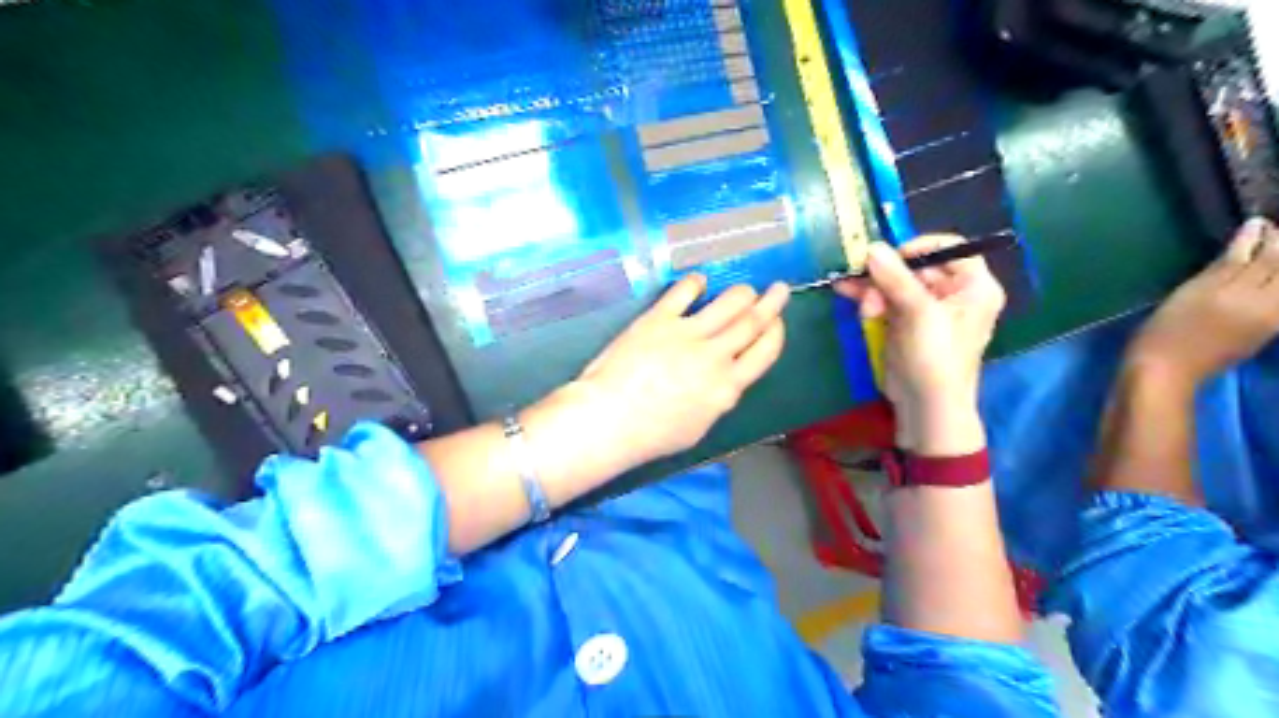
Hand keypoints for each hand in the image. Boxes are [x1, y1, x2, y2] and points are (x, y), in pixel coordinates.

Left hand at [562, 271, 789, 469]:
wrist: (609, 420)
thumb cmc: (652, 435)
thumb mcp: (698, 428)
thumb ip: (717, 400)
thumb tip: (723, 381)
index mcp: (727, 387)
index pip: (764, 352)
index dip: (776, 333)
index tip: (778, 322)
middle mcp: (715, 356)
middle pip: (752, 322)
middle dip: (770, 304)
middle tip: (779, 289)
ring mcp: (687, 333)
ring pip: (728, 303)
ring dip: (742, 293)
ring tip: (746, 289)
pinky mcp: (658, 319)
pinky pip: (683, 292)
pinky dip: (696, 283)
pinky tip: (700, 280)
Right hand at [841, 239, 1008, 454]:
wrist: (925, 405)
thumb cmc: (935, 358)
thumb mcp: (918, 313)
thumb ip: (895, 278)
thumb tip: (872, 247)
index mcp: (973, 287)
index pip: (950, 248)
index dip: (920, 247)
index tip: (892, 256)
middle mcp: (953, 293)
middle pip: (916, 266)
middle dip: (887, 275)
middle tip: (865, 285)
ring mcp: (926, 309)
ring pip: (895, 283)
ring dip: (873, 289)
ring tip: (861, 306)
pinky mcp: (905, 323)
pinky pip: (885, 299)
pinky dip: (867, 297)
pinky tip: (845, 290)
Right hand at [1128, 217, 1278, 391]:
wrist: (1162, 374)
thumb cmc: (1167, 331)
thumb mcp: (1194, 293)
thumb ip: (1229, 263)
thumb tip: (1254, 230)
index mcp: (1257, 295)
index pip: (1275, 256)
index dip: (1269, 236)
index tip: (1257, 222)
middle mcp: (1274, 308)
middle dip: (1276, 250)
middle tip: (1260, 235)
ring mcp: (1269, 323)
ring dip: (1273, 268)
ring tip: (1255, 257)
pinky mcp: (1258, 335)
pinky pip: (1275, 302)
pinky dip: (1270, 284)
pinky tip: (1253, 281)